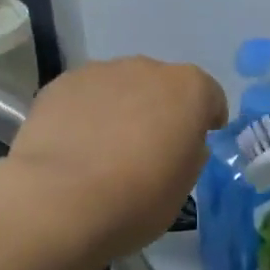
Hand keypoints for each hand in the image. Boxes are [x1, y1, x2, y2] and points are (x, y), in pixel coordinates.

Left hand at [7, 57, 226, 263]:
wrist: (61, 201)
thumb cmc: (138, 199)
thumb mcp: (183, 186)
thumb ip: (188, 155)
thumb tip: (179, 144)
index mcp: (189, 89)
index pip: (209, 96)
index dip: (206, 119)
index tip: (197, 143)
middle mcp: (147, 68)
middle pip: (161, 86)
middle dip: (160, 111)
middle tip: (148, 149)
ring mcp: (100, 72)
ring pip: (120, 88)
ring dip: (121, 109)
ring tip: (105, 150)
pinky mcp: (60, 84)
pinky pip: (84, 97)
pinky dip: (85, 114)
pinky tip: (74, 147)